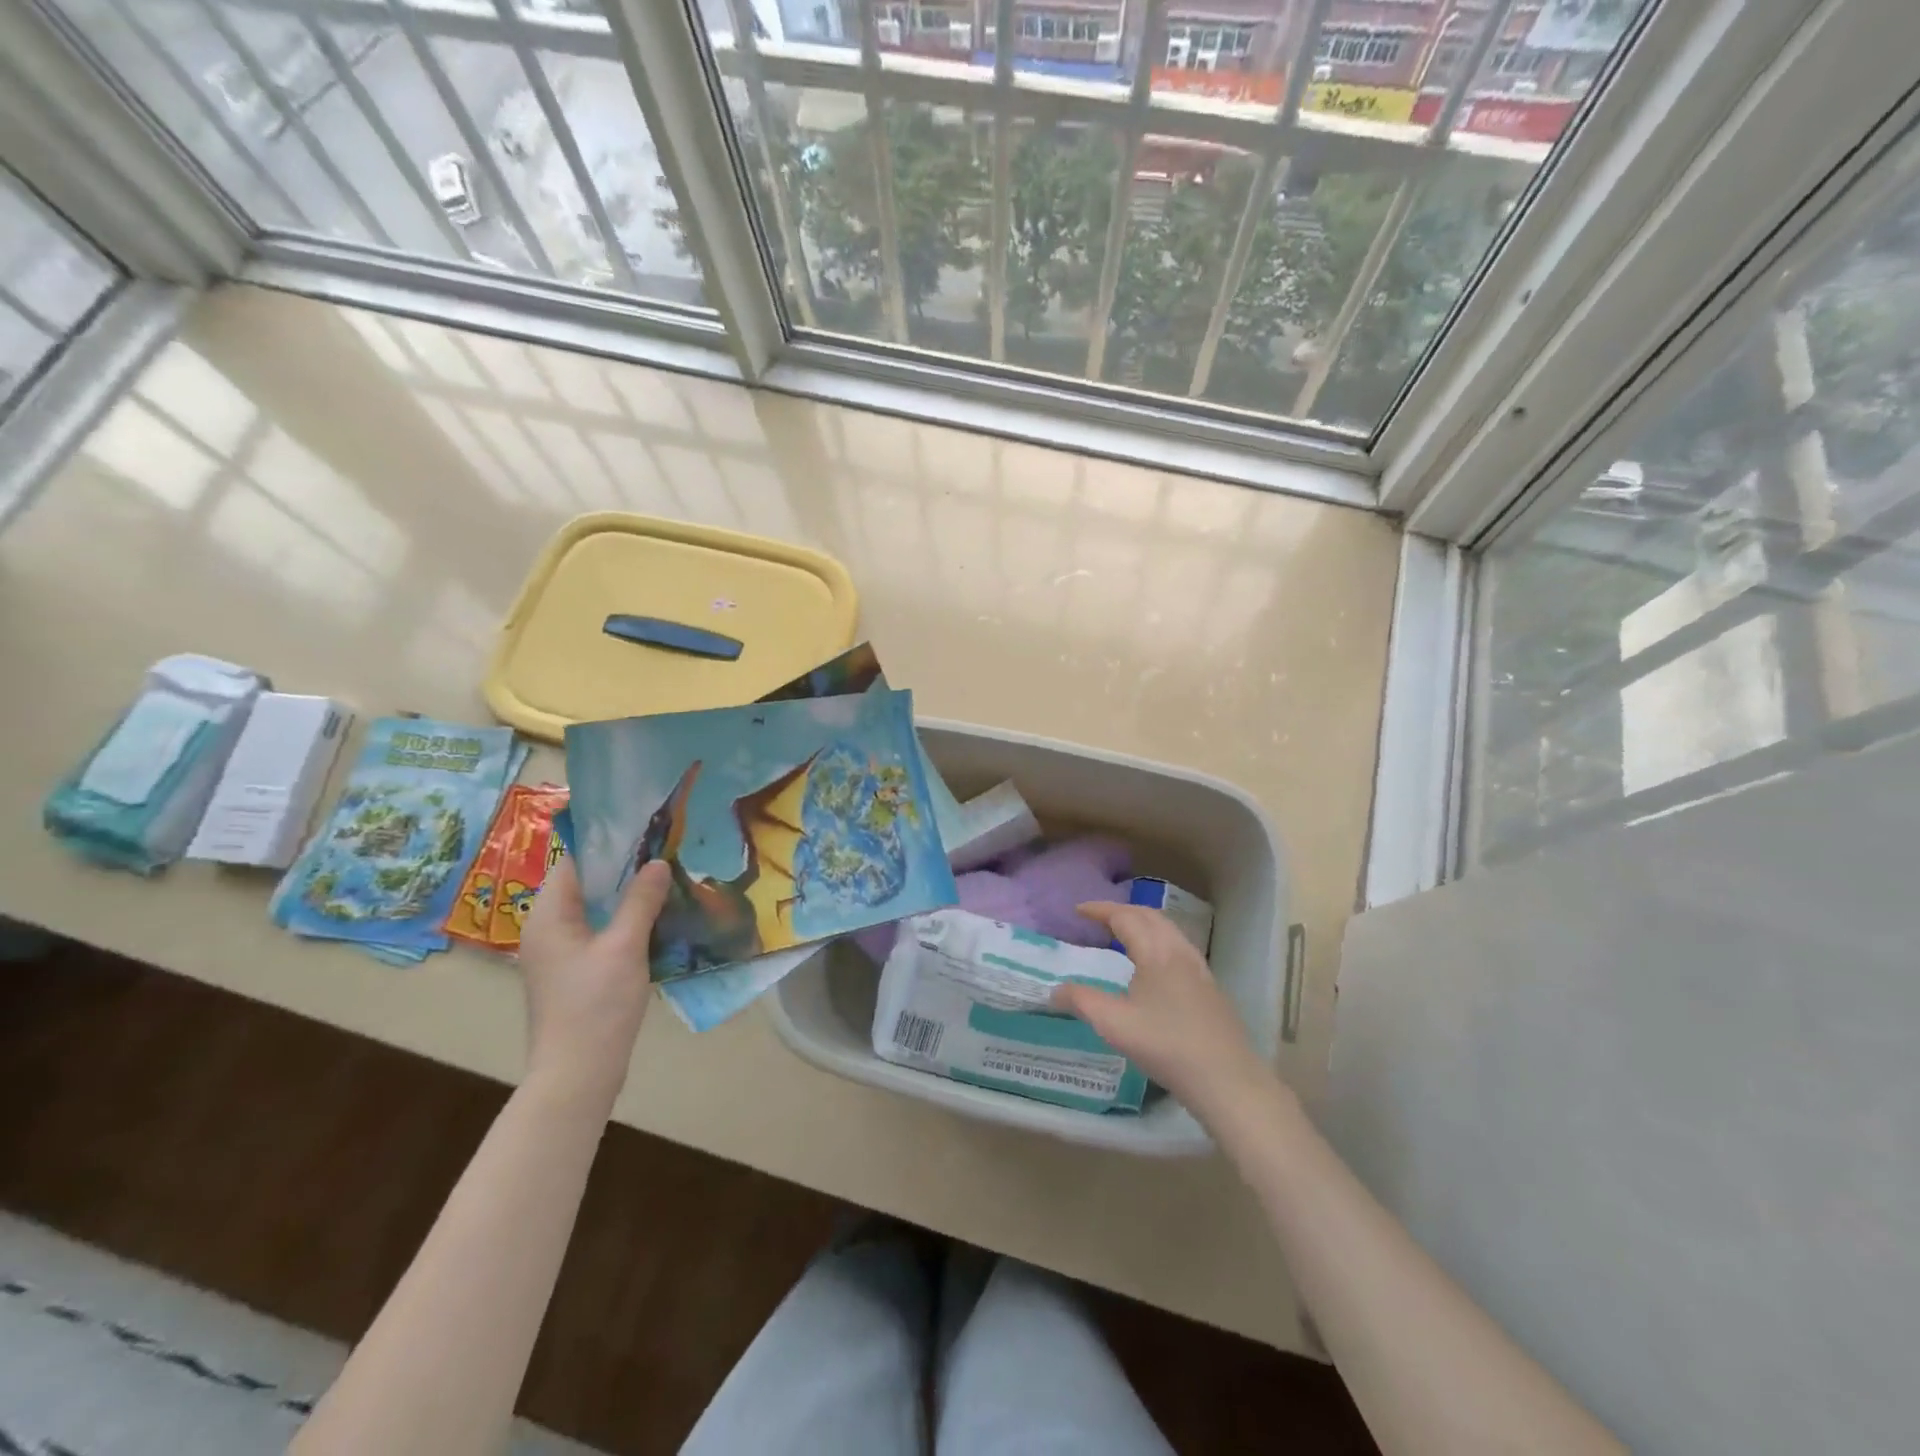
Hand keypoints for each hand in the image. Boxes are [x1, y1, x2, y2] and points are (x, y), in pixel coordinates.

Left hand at [517, 857, 669, 1102]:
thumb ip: (640, 901)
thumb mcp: (625, 947)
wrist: (577, 1073)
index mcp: (548, 916)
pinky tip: (654, 917)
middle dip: (622, 866)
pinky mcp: (573, 971)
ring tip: (665, 877)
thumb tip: (657, 862)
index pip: (574, 861)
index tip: (644, 827)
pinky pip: (598, 931)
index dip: (607, 842)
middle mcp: (546, 928)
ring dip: (625, 894)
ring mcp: (558, 952)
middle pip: (584, 883)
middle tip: (663, 848)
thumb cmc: (596, 1005)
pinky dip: (622, 919)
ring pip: (593, 908)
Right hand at [1053, 902, 1275, 1118]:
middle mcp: (1179, 951)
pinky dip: (1157, 940)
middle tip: (1097, 919)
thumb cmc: (1166, 1046)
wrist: (1227, 1079)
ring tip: (1122, 936)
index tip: (1078, 910)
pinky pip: (1178, 947)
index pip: (1125, 917)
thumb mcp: (1114, 1025)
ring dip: (1142, 924)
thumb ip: (1081, 1001)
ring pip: (1168, 930)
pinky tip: (1153, 966)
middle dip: (1121, 911)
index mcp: (1156, 951)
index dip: (1100, 910)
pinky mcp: (1210, 987)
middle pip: (1149, 916)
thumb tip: (1054, 990)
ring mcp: (1199, 968)